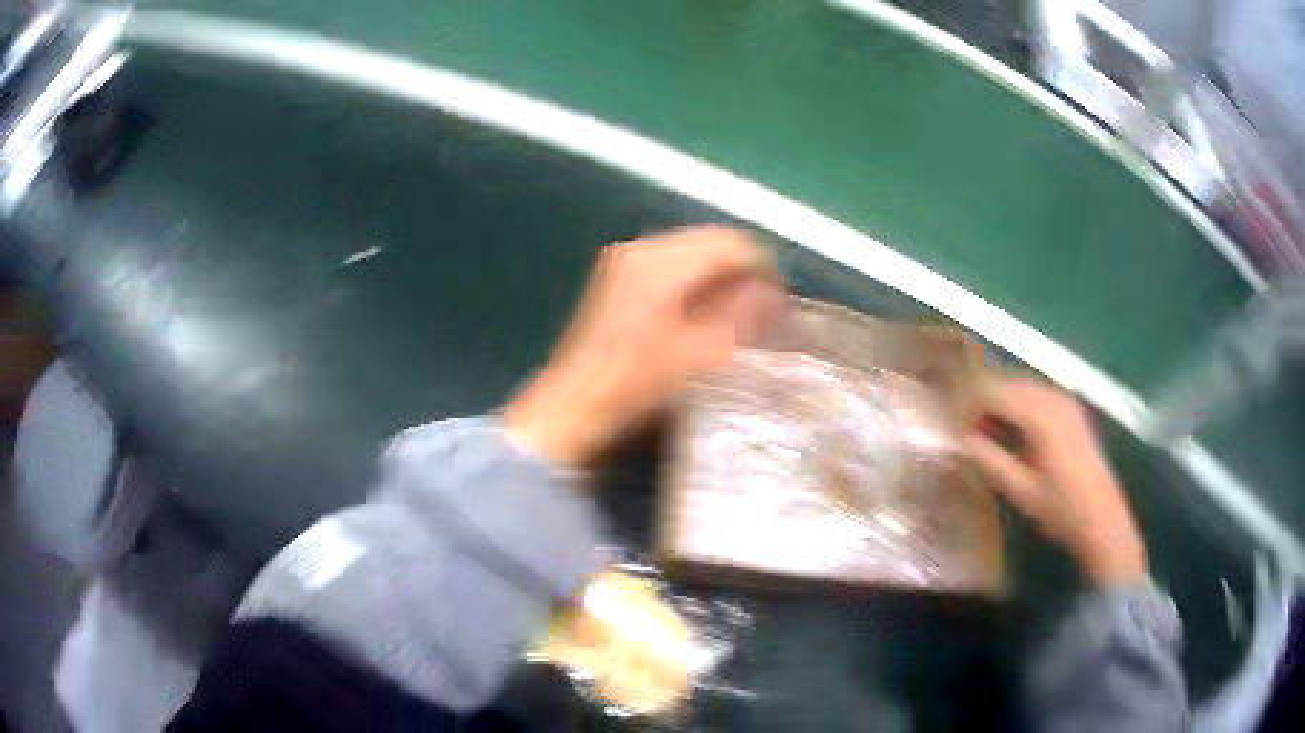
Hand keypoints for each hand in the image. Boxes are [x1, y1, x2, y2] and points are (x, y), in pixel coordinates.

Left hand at [506, 226, 784, 465]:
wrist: (573, 409)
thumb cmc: (635, 386)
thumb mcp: (700, 355)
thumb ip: (743, 317)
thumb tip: (775, 294)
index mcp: (659, 260)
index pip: (731, 244)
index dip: (764, 271)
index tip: (780, 307)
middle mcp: (641, 250)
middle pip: (712, 246)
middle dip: (743, 277)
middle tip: (763, 317)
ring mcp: (627, 264)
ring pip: (695, 258)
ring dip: (721, 284)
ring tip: (738, 323)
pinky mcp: (621, 282)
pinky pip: (675, 272)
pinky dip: (698, 290)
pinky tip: (705, 322)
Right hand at [964, 377, 1147, 585]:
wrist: (1103, 519)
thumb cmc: (1061, 509)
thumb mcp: (1022, 491)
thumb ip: (991, 462)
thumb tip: (962, 442)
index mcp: (1041, 414)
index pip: (994, 392)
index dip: (970, 407)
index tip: (956, 432)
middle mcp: (1053, 398)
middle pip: (1008, 384)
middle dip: (984, 404)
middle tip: (969, 436)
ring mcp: (1065, 401)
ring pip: (1022, 387)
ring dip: (1001, 406)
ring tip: (988, 437)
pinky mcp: (1072, 410)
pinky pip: (1037, 396)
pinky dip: (1019, 408)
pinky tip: (1015, 434)